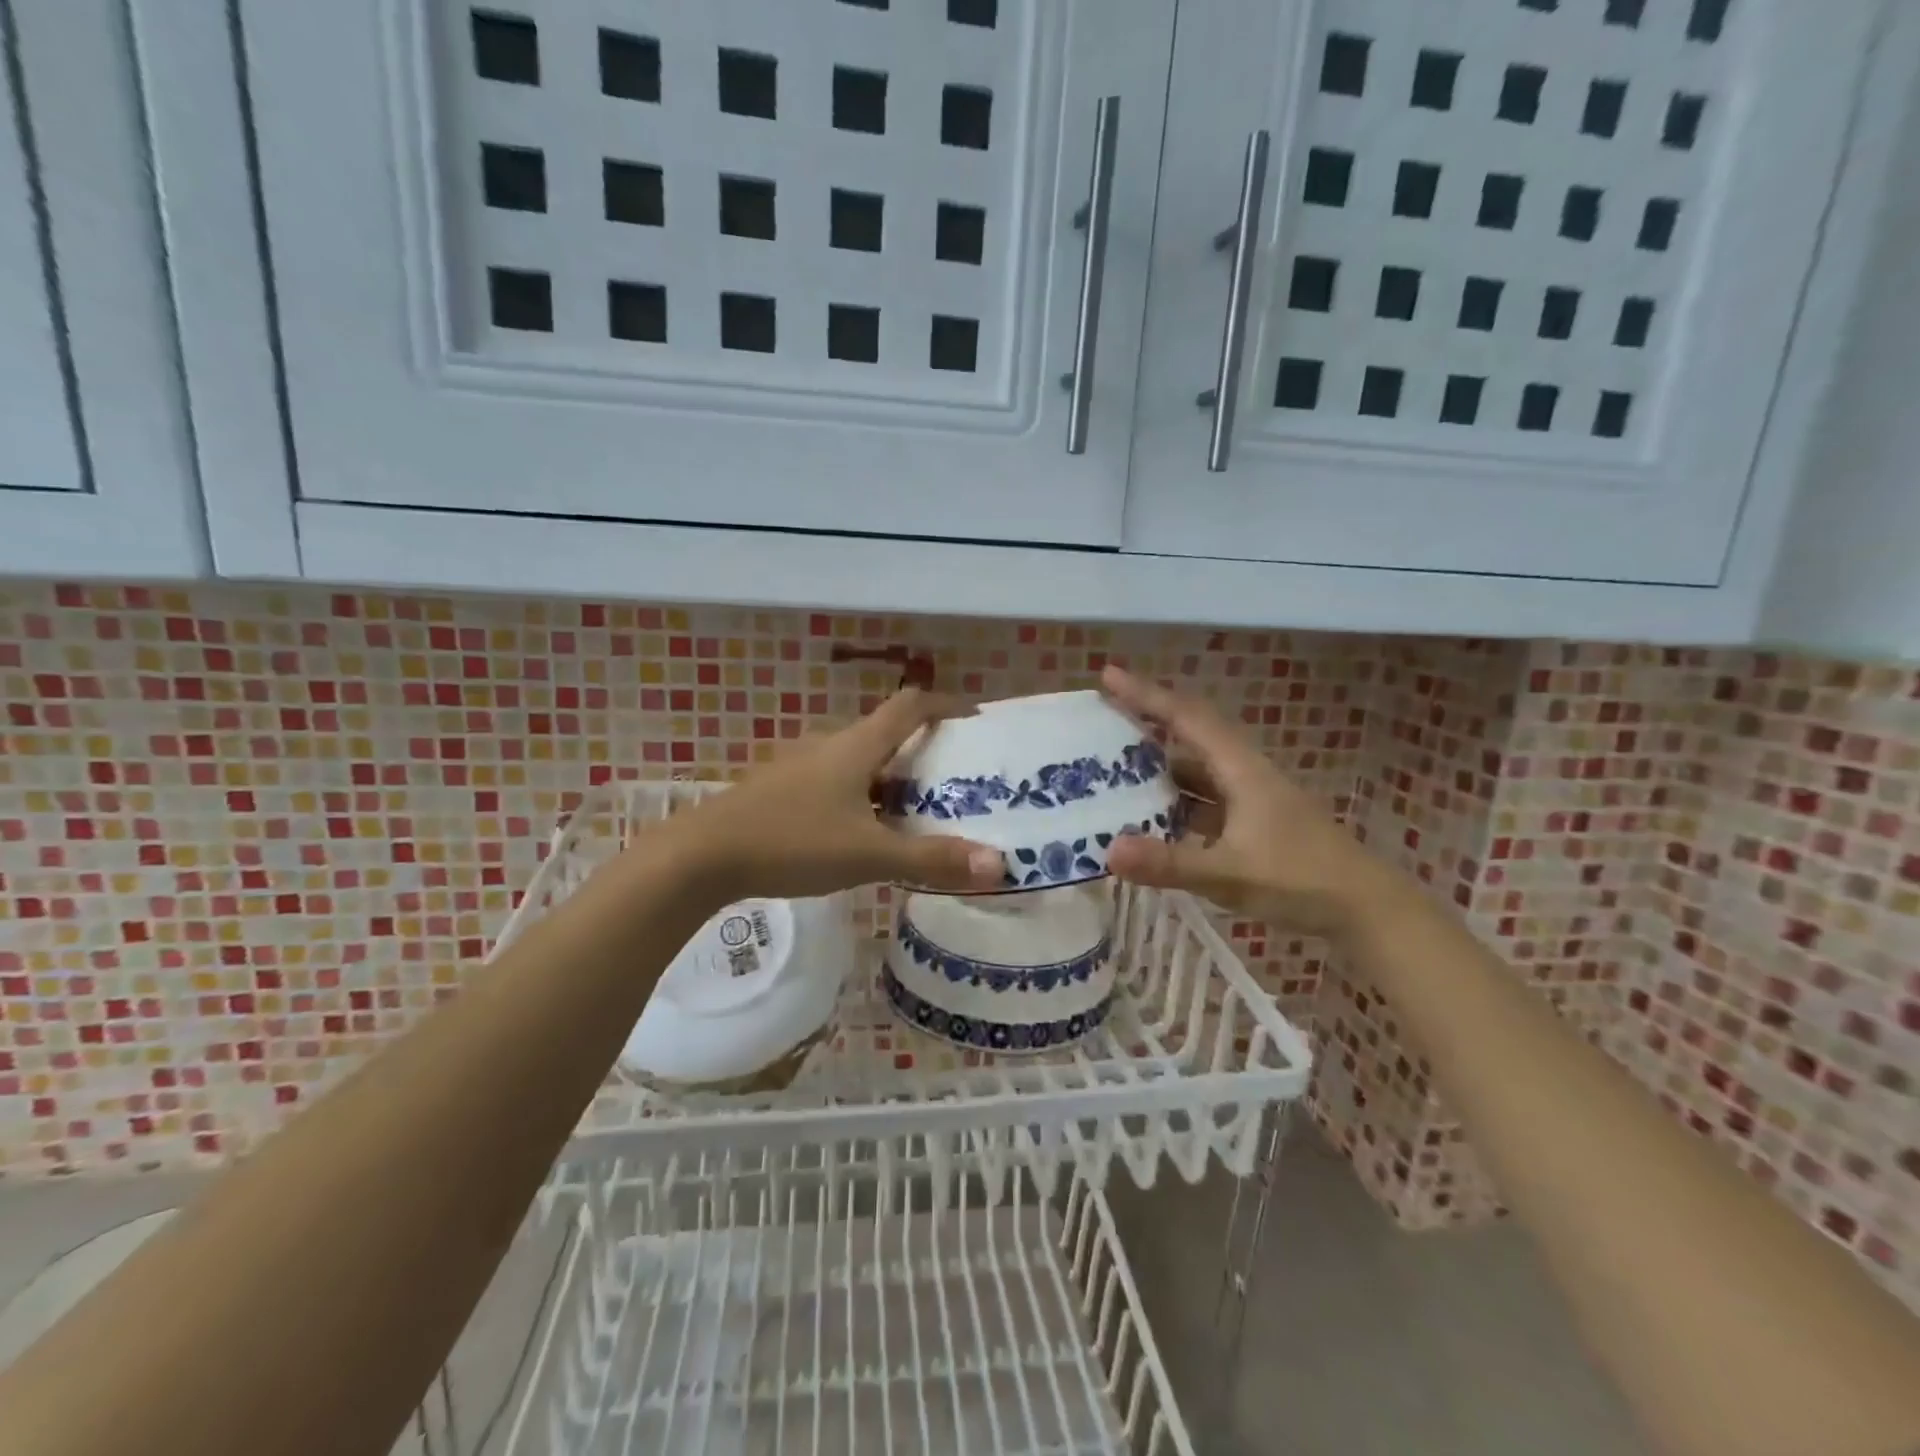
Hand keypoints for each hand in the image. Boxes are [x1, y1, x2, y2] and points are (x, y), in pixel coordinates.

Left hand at [675, 688, 1005, 900]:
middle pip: (886, 734)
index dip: (945, 705)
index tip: (975, 720)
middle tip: (956, 779)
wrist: (701, 856)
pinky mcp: (780, 791)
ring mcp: (800, 767)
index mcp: (856, 746)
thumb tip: (999, 865)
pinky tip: (863, 832)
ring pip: (859, 762)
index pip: (909, 706)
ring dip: (891, 777)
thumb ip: (931, 859)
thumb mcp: (868, 854)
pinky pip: (836, 783)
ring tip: (918, 810)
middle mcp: (829, 745)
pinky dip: (862, 796)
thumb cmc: (791, 842)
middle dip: (923, 750)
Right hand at [1100, 665, 1401, 940]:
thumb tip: (1109, 851)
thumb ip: (1169, 863)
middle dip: (1147, 721)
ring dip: (1159, 763)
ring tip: (1113, 765)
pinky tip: (1151, 817)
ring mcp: (1250, 799)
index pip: (1187, 718)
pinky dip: (1174, 800)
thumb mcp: (1230, 873)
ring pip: (1196, 769)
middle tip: (1103, 716)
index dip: (1146, 695)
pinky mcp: (1253, 823)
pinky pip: (1203, 800)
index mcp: (1241, 769)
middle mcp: (1244, 773)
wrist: (1367, 910)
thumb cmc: (1301, 880)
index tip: (1108, 675)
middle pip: (1190, 734)